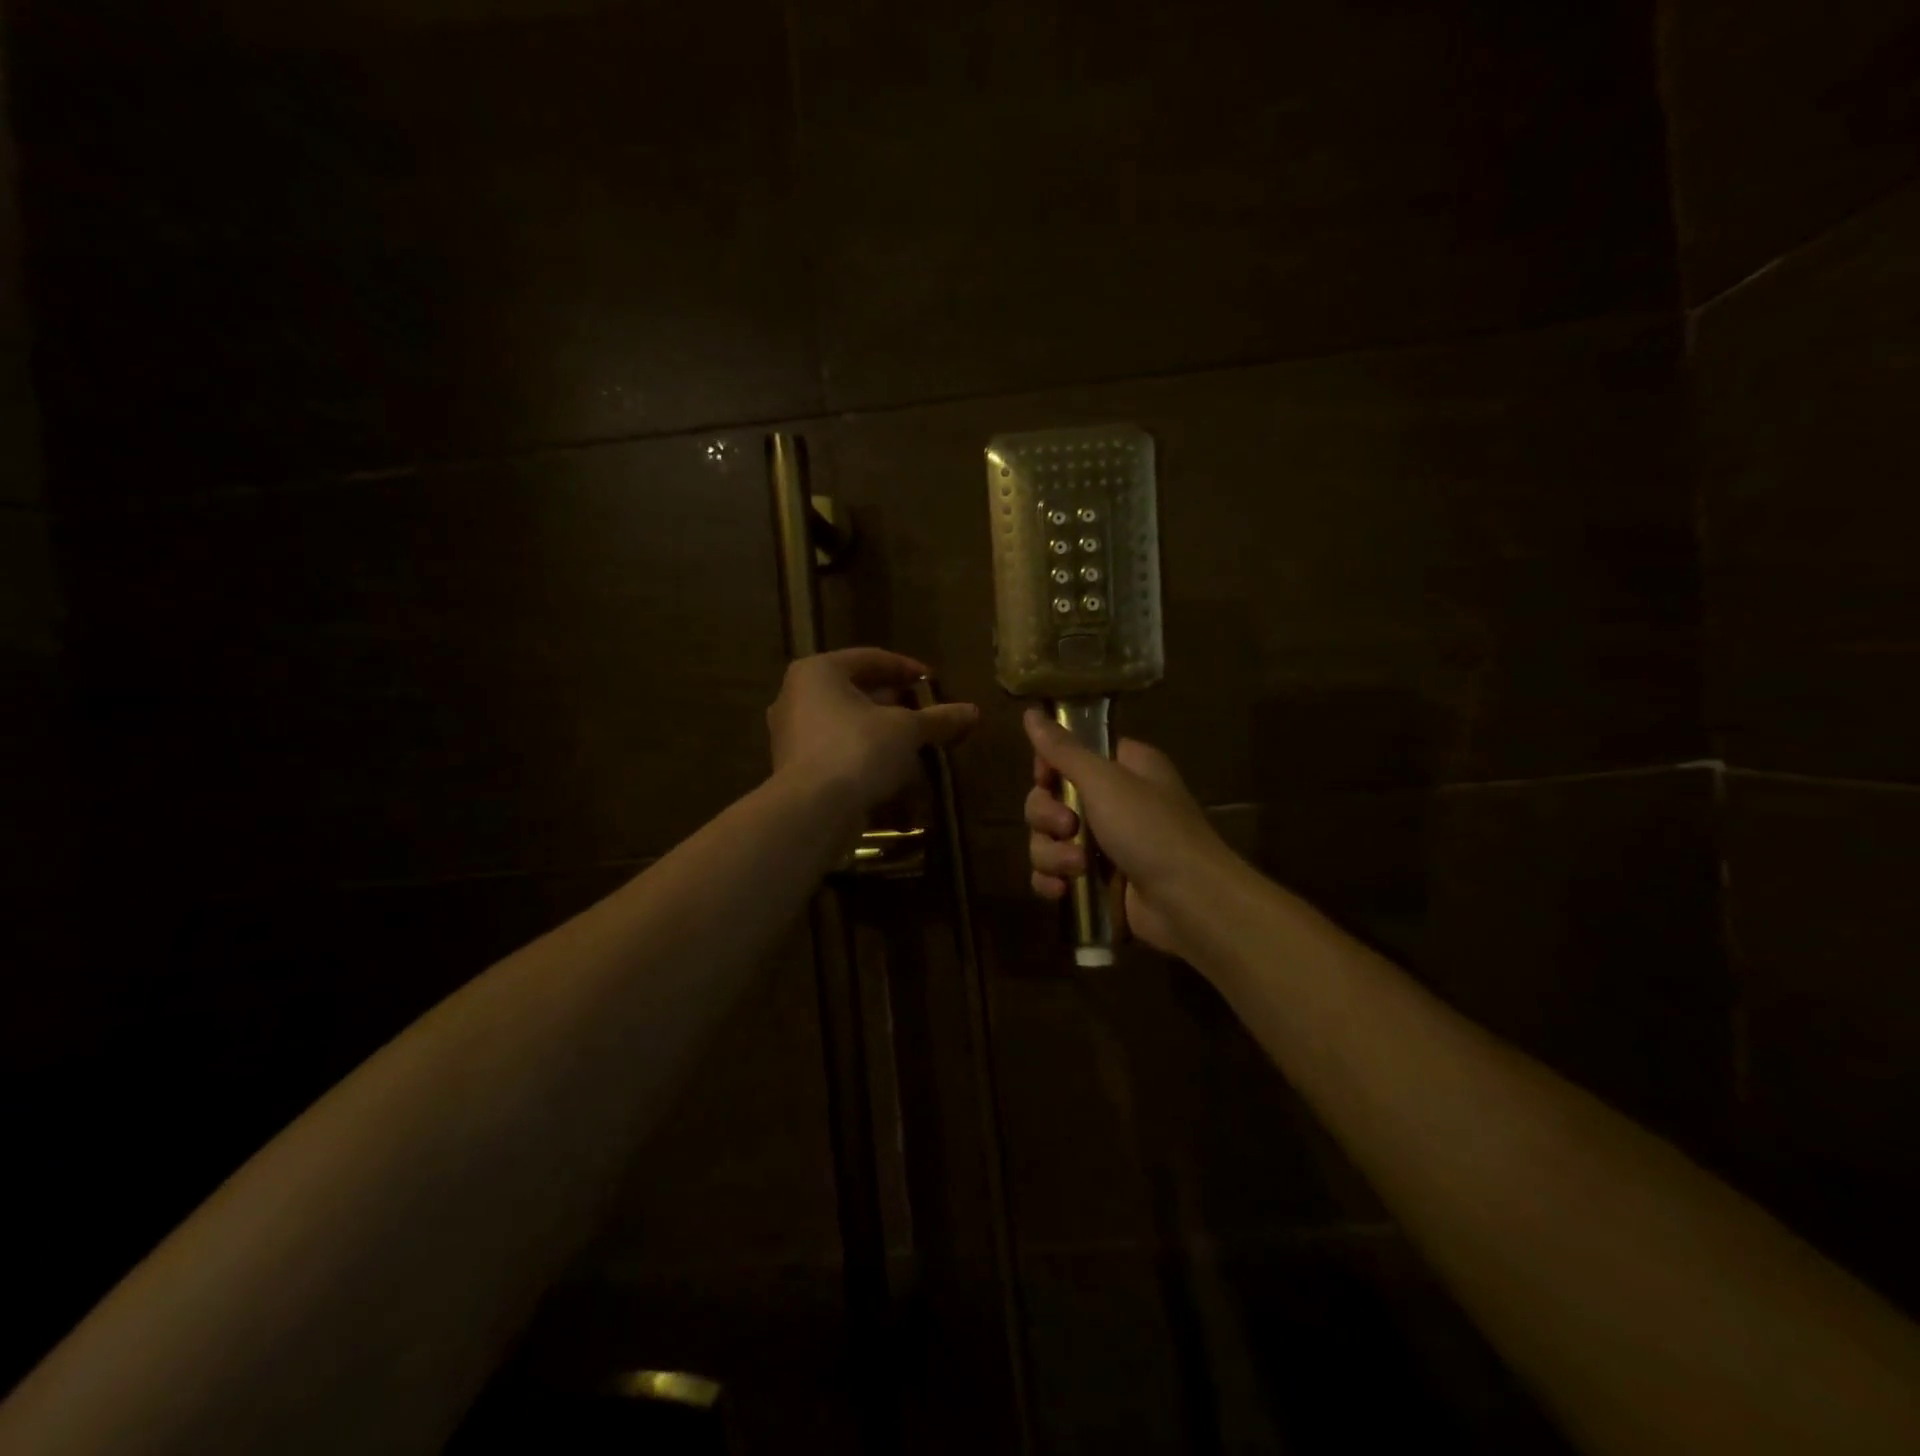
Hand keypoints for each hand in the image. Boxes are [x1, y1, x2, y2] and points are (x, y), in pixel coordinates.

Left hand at [768, 648, 978, 813]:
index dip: (907, 669)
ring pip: (848, 726)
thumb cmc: (858, 749)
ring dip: (882, 734)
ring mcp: (792, 736)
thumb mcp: (906, 729)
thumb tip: (973, 711)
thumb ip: (938, 718)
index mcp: (818, 672)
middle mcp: (797, 697)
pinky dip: (866, 758)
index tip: (935, 683)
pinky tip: (894, 773)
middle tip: (926, 714)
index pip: (870, 659)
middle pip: (856, 692)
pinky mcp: (796, 770)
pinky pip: (838, 753)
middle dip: (895, 704)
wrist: (812, 810)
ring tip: (916, 745)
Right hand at [1023, 709, 1226, 956]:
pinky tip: (1062, 890)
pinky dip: (1052, 880)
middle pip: (1051, 798)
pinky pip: (1056, 873)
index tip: (1044, 779)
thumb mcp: (1104, 781)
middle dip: (1047, 817)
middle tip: (1067, 826)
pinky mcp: (1098, 881)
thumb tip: (1030, 711)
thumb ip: (1063, 750)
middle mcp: (1115, 800)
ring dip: (1052, 854)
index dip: (1049, 767)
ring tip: (1076, 867)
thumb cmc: (1150, 829)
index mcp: (1124, 767)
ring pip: (1049, 839)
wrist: (1189, 902)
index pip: (1071, 754)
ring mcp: (1105, 844)